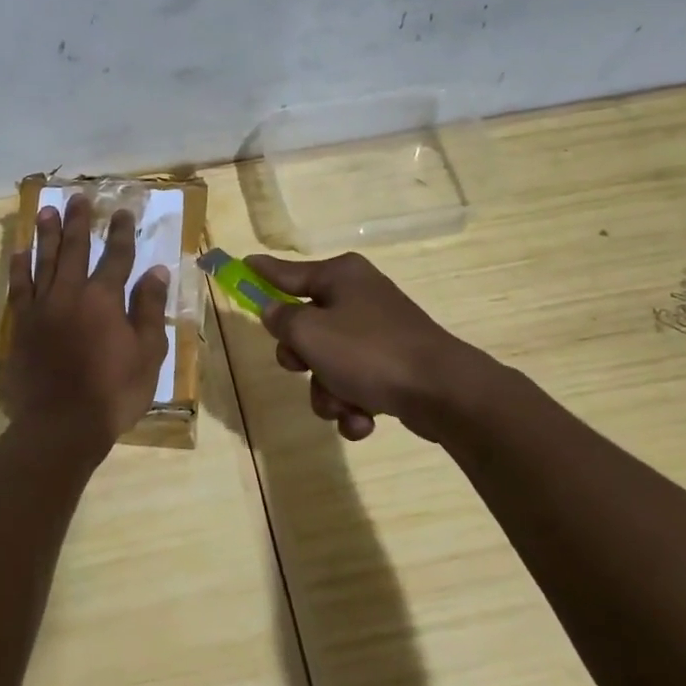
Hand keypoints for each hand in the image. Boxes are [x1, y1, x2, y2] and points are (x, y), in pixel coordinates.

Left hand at [2, 195, 170, 445]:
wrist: (61, 424)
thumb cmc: (113, 393)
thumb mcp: (147, 354)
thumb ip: (149, 309)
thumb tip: (156, 271)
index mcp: (104, 299)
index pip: (116, 257)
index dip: (122, 234)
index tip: (123, 212)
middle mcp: (70, 293)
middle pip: (75, 249)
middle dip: (80, 222)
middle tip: (79, 198)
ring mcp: (42, 307)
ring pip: (43, 261)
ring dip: (46, 234)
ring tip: (46, 210)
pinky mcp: (21, 325)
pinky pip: (18, 287)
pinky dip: (19, 267)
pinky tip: (19, 251)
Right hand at [248, 251, 486, 442]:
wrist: (443, 392)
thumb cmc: (369, 352)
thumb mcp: (310, 333)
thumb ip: (282, 320)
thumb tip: (274, 311)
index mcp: (341, 276)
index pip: (287, 272)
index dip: (262, 273)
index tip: (242, 265)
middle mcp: (359, 297)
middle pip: (305, 326)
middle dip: (302, 359)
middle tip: (306, 366)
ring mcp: (378, 333)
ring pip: (328, 363)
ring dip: (327, 392)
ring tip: (344, 406)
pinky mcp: (393, 366)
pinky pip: (355, 384)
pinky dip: (353, 405)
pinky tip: (363, 420)